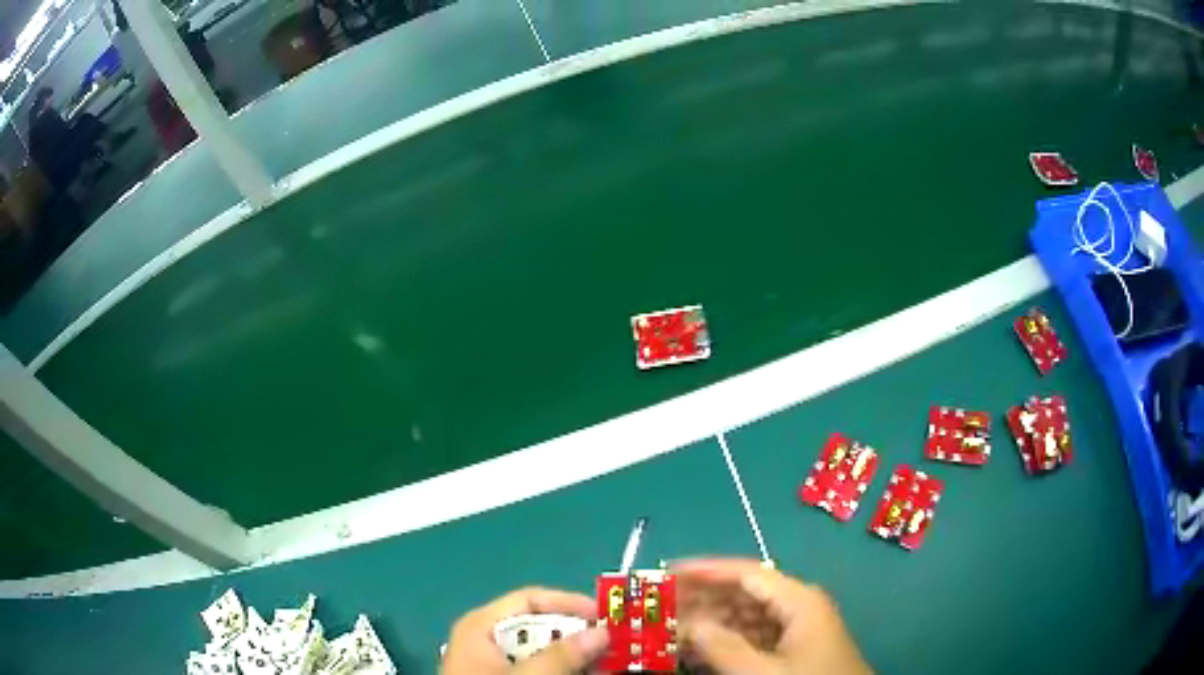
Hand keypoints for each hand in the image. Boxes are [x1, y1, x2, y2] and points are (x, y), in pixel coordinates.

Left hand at [441, 587, 608, 674]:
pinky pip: (538, 669)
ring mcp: (495, 663)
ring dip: (577, 658)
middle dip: (579, 637)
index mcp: (482, 625)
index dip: (570, 603)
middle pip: (541, 627)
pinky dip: (564, 672)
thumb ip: (561, 655)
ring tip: (610, 665)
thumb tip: (601, 632)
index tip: (607, 617)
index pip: (531, 600)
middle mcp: (488, 639)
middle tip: (615, 646)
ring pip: (544, 651)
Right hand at [674, 559, 871, 674]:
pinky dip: (724, 641)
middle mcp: (798, 607)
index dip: (706, 570)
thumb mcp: (763, 672)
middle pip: (743, 593)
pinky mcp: (793, 650)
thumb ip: (723, 647)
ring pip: (745, 617)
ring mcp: (796, 630)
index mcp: (798, 600)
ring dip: (710, 621)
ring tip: (673, 626)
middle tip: (661, 603)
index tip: (667, 571)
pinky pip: (752, 637)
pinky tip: (699, 649)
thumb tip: (689, 624)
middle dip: (702, 598)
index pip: (746, 573)